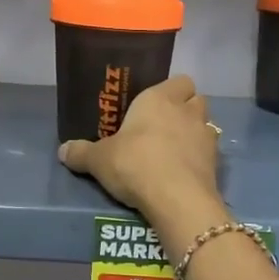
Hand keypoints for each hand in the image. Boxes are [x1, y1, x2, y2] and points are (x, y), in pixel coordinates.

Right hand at [59, 76, 220, 225]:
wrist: (176, 199)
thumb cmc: (135, 164)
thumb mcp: (98, 160)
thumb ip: (80, 153)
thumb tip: (62, 151)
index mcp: (160, 99)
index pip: (178, 80)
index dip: (170, 90)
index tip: (153, 105)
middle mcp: (187, 111)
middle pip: (196, 99)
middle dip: (185, 108)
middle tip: (163, 125)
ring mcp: (206, 136)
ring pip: (206, 124)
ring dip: (194, 132)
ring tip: (175, 149)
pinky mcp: (216, 163)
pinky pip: (209, 152)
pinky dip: (199, 158)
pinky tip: (183, 171)